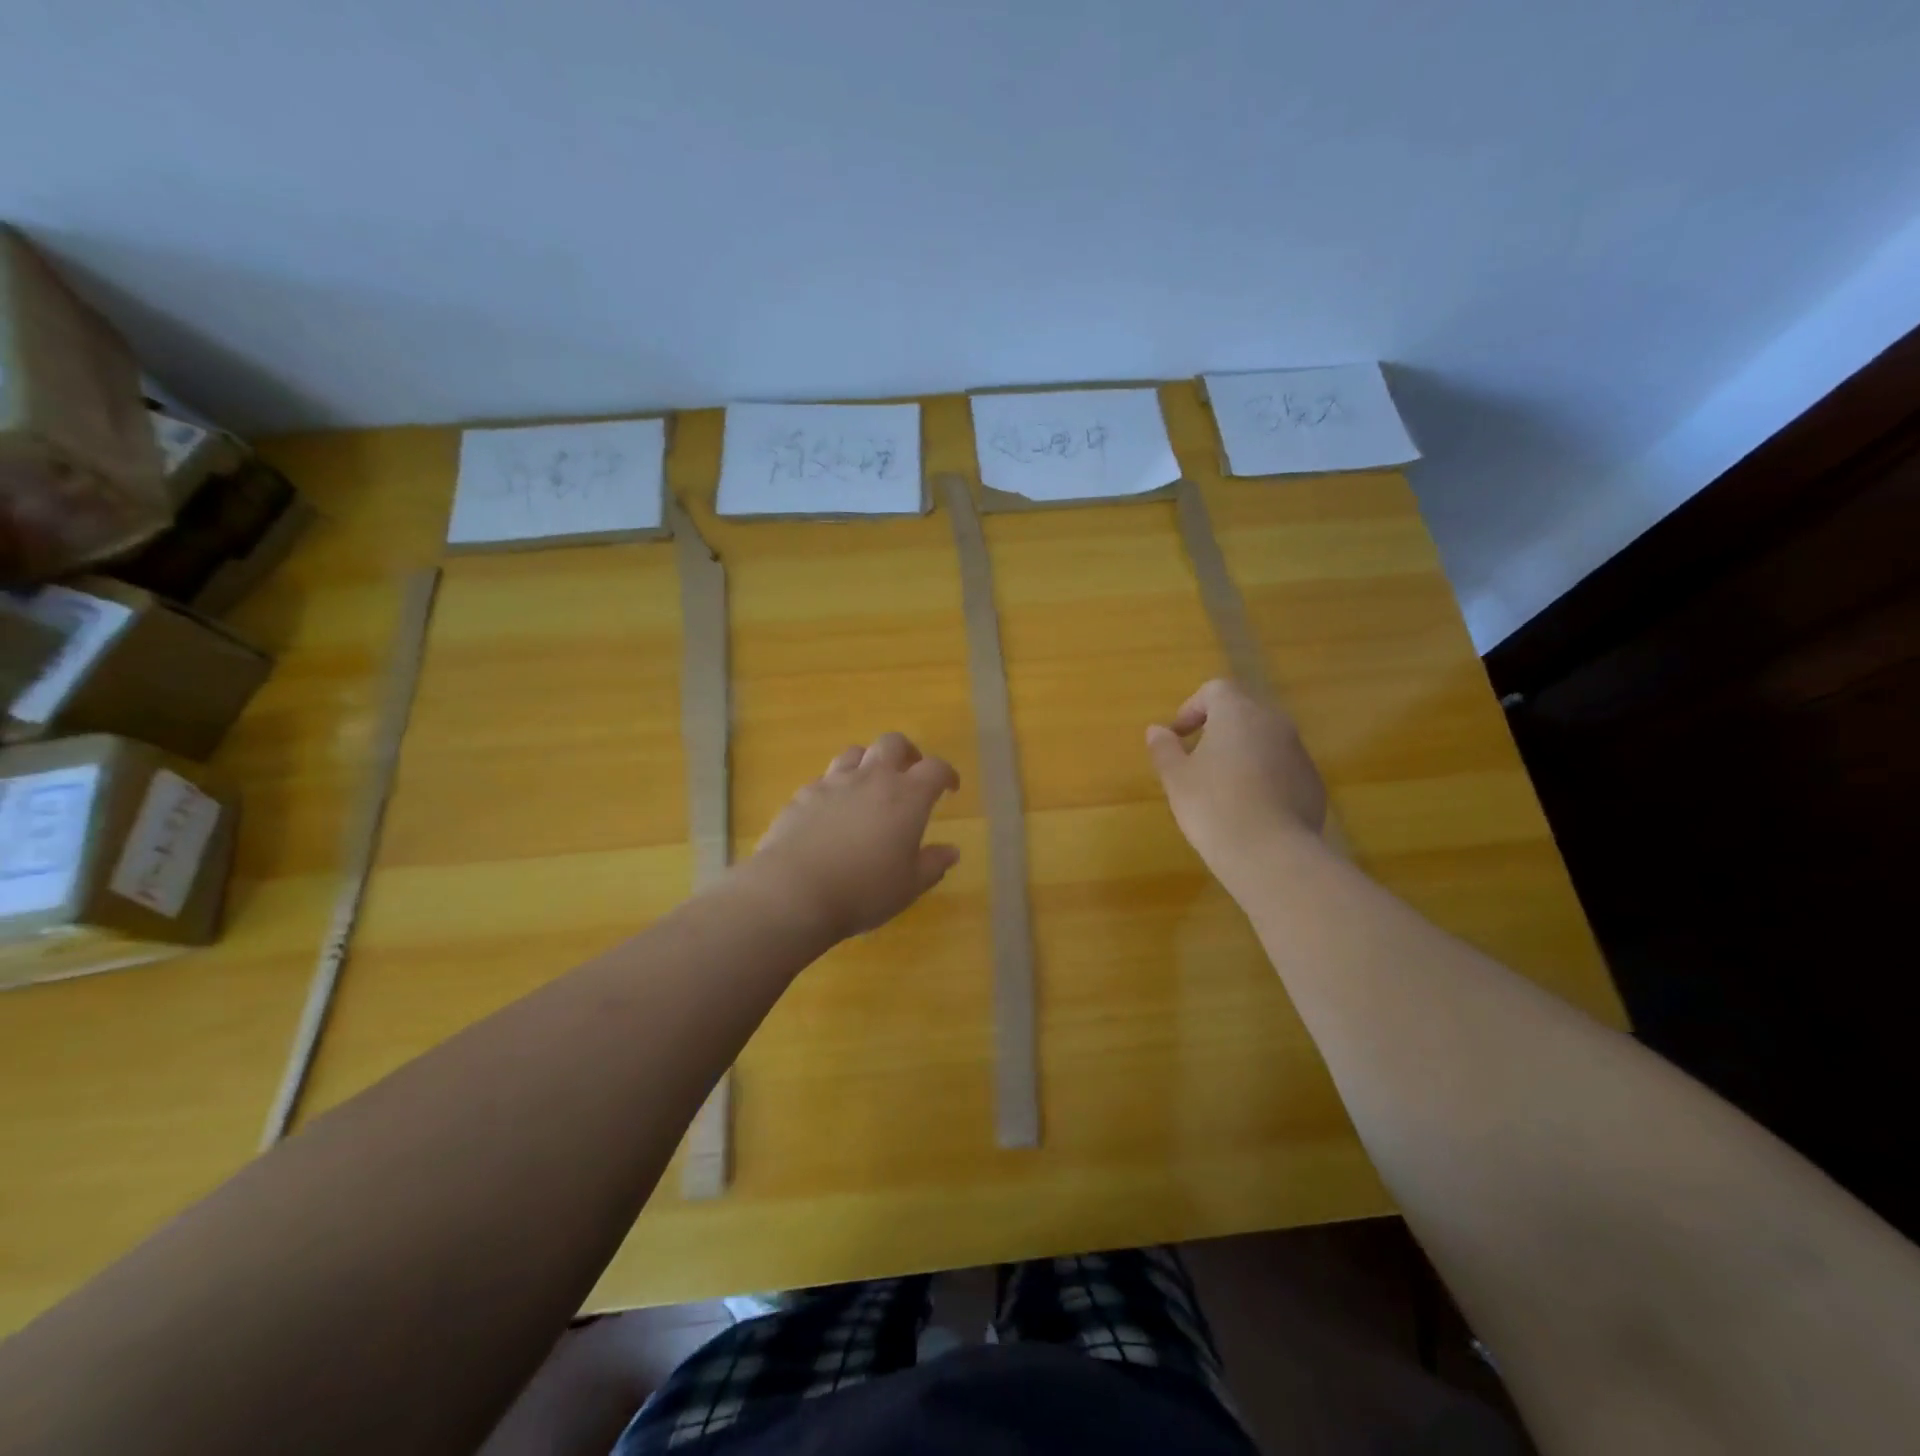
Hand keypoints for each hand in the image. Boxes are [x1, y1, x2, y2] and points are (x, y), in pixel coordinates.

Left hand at [745, 732, 960, 941]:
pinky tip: (833, 810)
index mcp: (906, 796)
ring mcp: (833, 783)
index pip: (935, 768)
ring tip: (869, 785)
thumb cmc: (864, 890)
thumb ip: (933, 864)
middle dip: (906, 753)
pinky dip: (836, 787)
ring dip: (868, 762)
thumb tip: (952, 851)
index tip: (949, 788)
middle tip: (909, 772)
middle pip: (893, 743)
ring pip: (854, 752)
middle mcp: (871, 779)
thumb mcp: (909, 886)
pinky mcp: (802, 795)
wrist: (794, 891)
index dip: (946, 774)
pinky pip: (824, 779)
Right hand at [1147, 679, 1327, 880]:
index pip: (1216, 690)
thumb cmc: (1213, 806)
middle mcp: (1274, 723)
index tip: (1178, 736)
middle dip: (1218, 730)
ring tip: (1221, 789)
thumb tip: (1157, 730)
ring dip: (1242, 753)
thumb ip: (1164, 748)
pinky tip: (1248, 809)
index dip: (1192, 708)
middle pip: (1243, 712)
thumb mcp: (1176, 778)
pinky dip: (1263, 777)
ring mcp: (1299, 753)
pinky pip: (1282, 768)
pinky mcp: (1313, 783)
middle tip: (1196, 761)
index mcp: (1238, 713)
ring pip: (1265, 740)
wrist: (1271, 854)